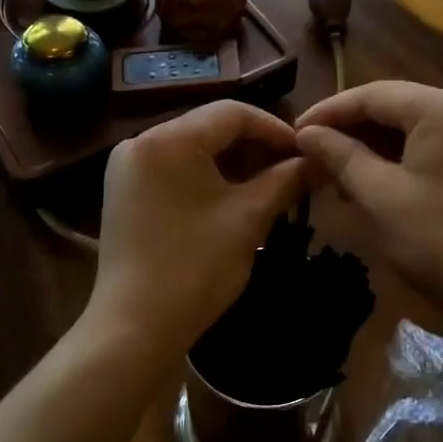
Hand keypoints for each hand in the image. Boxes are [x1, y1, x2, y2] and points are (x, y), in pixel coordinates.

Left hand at [87, 101, 305, 356]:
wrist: (134, 327)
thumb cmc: (196, 266)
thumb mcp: (248, 218)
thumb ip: (286, 180)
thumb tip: (318, 160)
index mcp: (169, 139)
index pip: (233, 113)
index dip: (276, 129)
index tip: (307, 152)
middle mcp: (141, 142)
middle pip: (210, 128)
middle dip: (255, 148)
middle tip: (293, 171)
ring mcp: (128, 168)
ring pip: (193, 150)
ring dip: (233, 164)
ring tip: (271, 187)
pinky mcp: (124, 193)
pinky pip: (174, 170)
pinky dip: (206, 178)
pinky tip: (234, 199)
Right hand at [296, 81, 442, 341]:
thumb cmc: (441, 243)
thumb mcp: (380, 197)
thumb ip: (341, 156)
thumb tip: (307, 132)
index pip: (374, 95)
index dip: (329, 111)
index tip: (295, 133)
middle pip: (398, 107)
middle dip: (352, 130)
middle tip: (313, 155)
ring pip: (418, 129)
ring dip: (377, 147)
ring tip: (340, 175)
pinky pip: (440, 148)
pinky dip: (405, 160)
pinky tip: (380, 183)